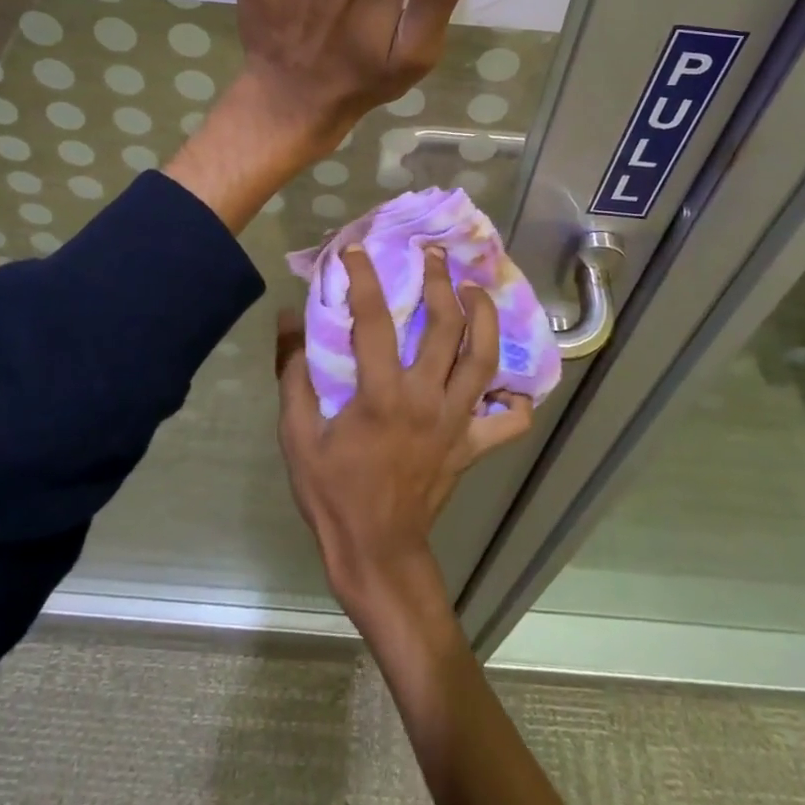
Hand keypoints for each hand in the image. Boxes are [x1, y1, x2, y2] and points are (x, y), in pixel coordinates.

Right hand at [275, 246, 531, 629]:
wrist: (376, 552)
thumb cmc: (332, 493)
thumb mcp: (297, 434)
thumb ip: (293, 372)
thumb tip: (288, 318)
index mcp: (382, 395)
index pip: (374, 320)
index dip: (363, 279)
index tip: (356, 251)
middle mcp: (427, 399)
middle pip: (447, 326)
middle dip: (441, 282)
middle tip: (434, 256)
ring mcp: (457, 422)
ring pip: (485, 359)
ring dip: (484, 317)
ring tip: (474, 291)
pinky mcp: (473, 445)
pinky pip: (509, 420)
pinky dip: (515, 397)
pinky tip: (507, 377)